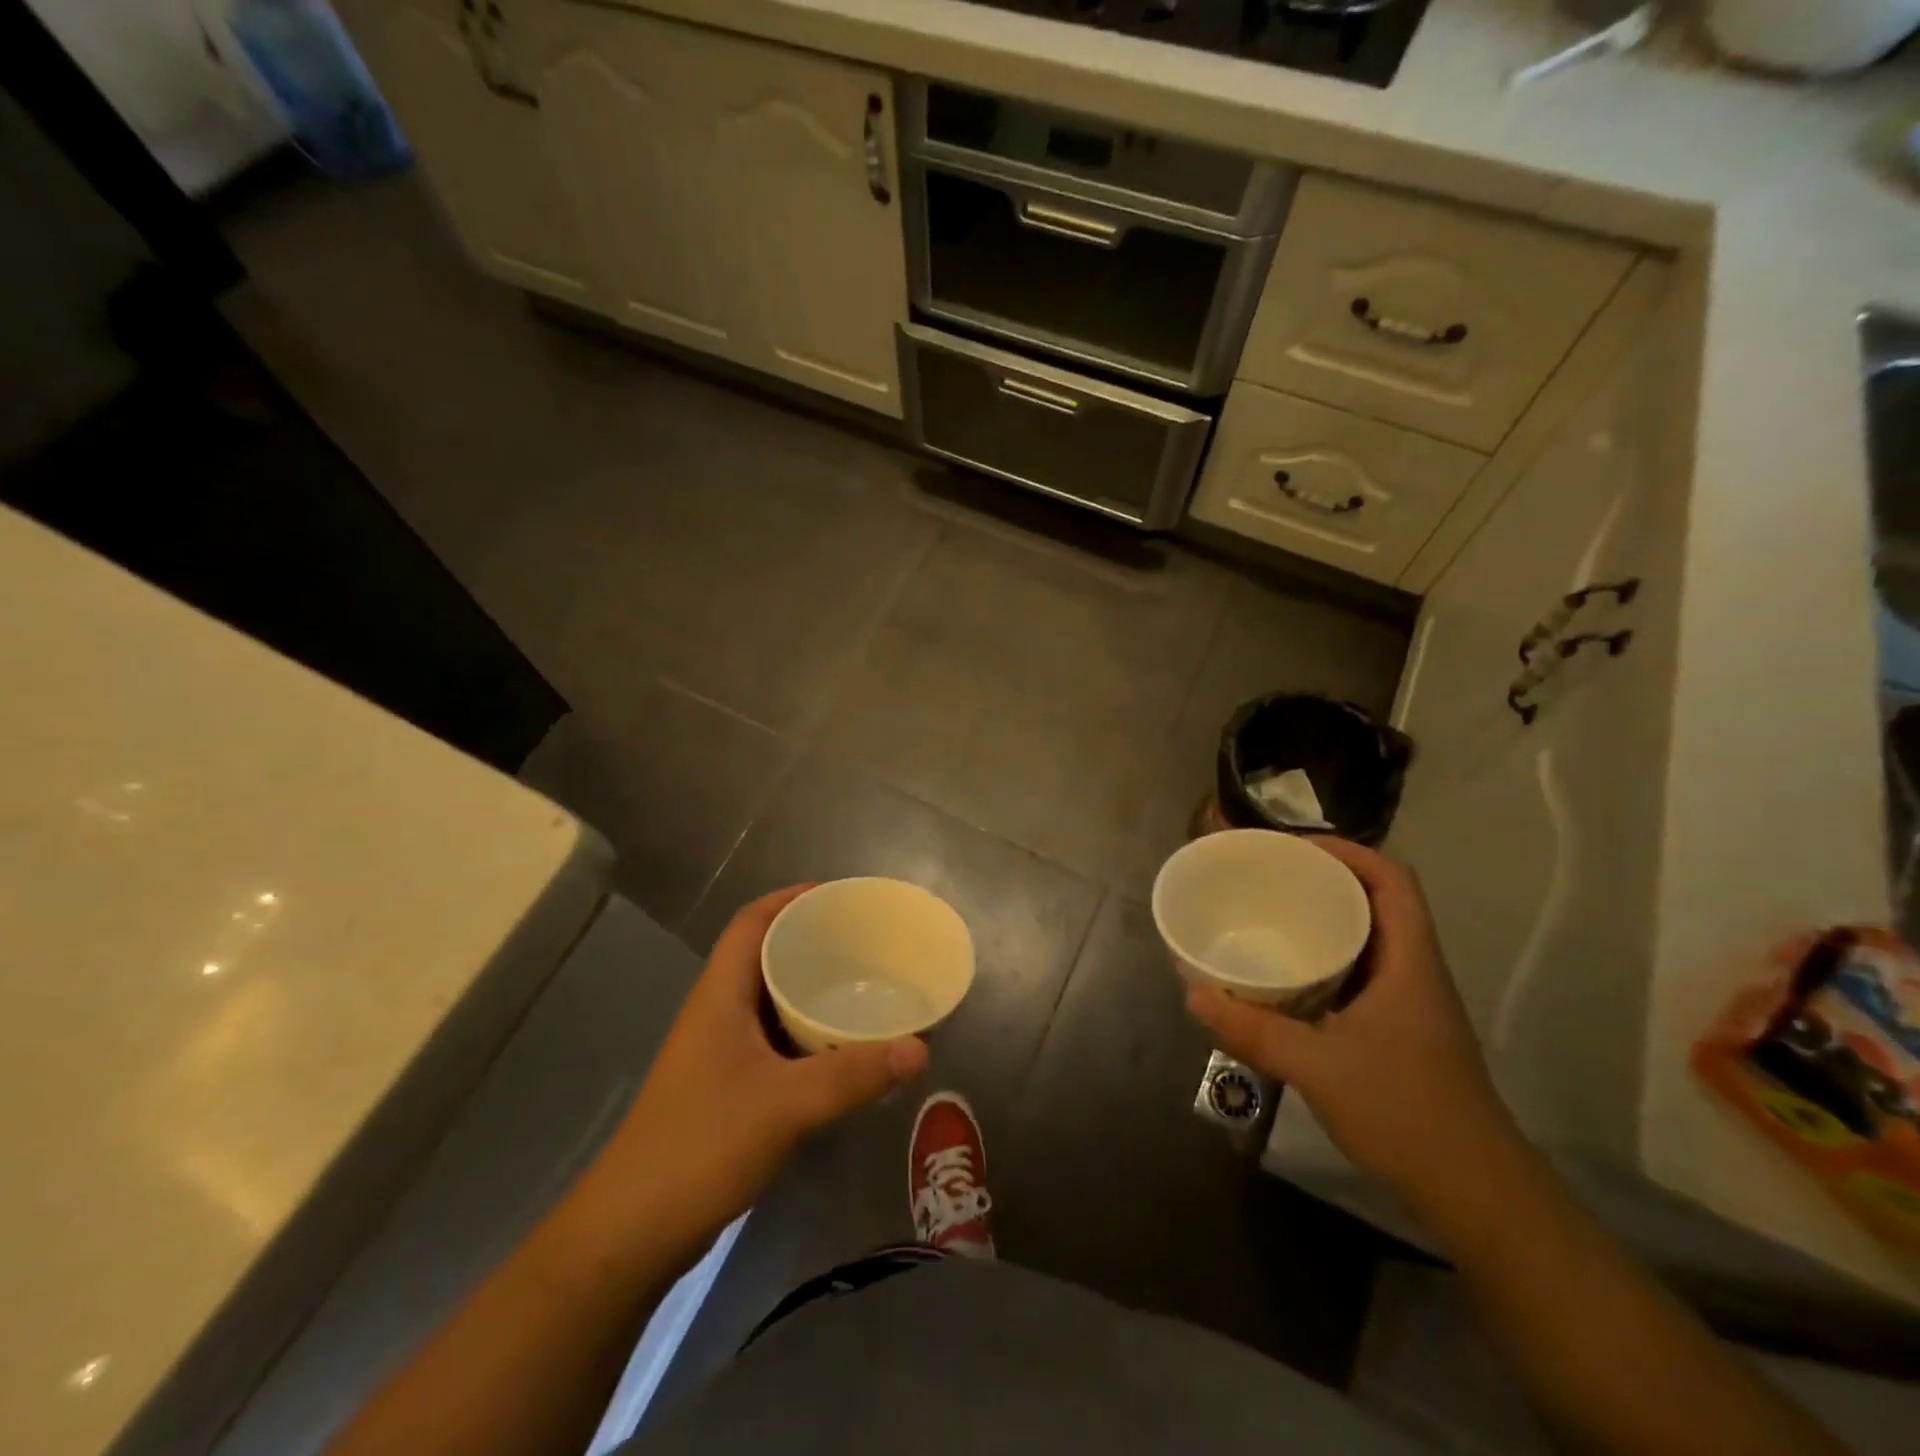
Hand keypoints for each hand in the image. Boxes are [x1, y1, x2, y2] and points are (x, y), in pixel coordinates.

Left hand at [586, 885, 927, 1273]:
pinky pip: (773, 1040)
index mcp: (720, 995)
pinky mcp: (725, 1088)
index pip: (751, 923)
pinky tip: (840, 1049)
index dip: (789, 898)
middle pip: (763, 956)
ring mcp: (718, 1053)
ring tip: (862, 985)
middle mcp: (717, 1013)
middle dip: (810, 941)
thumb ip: (854, 1075)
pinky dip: (806, 1033)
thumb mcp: (786, 1105)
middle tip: (864, 941)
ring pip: (769, 1001)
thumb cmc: (702, 1145)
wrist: (632, 1231)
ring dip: (809, 989)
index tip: (837, 895)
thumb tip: (919, 1048)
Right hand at [1184, 837, 1519, 1207]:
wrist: (1477, 1195)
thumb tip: (1193, 993)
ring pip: (1372, 938)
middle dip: (1328, 879)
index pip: (1392, 881)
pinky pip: (1363, 973)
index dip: (1349, 851)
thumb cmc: (1406, 1115)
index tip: (1295, 846)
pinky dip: (1329, 959)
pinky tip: (1291, 975)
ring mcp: (1412, 1004)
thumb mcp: (1318, 1068)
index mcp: (1410, 963)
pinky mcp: (1401, 1032)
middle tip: (1272, 875)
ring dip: (1329, 918)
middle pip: (1380, 902)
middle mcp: (1415, 972)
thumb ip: (1254, 1030)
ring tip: (1274, 913)